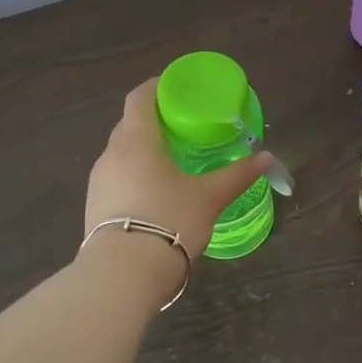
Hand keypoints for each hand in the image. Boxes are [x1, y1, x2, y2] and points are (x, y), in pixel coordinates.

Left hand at [85, 78, 272, 256]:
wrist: (122, 276)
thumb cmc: (168, 221)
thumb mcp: (209, 197)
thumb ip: (237, 175)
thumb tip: (267, 157)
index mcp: (137, 141)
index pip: (139, 98)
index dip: (155, 86)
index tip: (174, 86)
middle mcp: (111, 155)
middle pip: (129, 124)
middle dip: (152, 119)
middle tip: (181, 124)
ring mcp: (98, 182)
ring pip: (121, 153)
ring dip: (142, 149)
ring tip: (170, 159)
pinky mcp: (93, 207)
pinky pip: (116, 177)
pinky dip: (134, 173)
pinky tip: (154, 191)